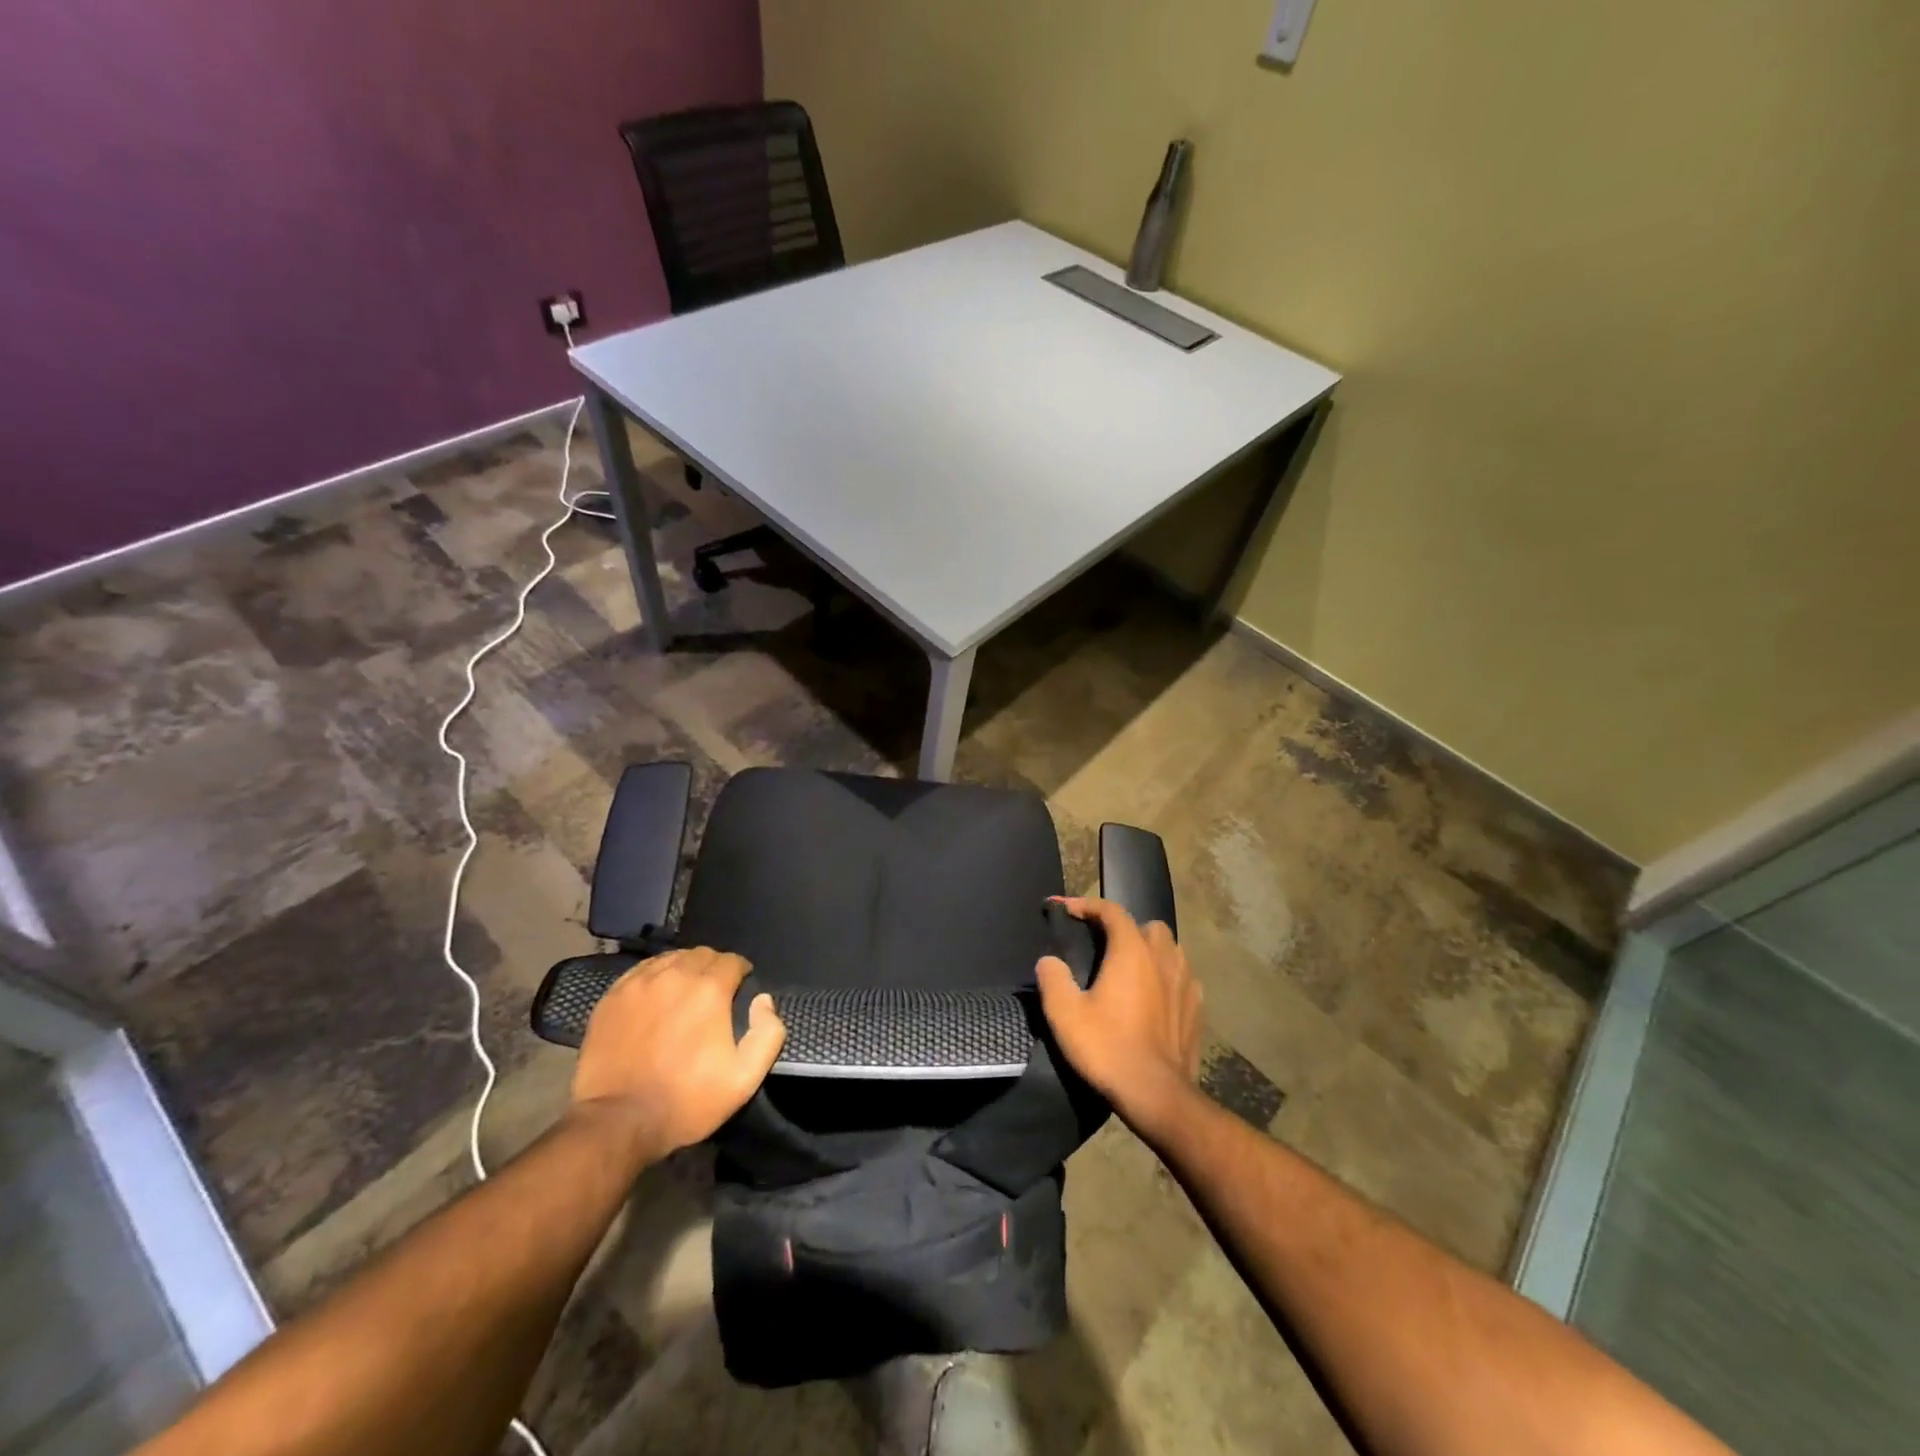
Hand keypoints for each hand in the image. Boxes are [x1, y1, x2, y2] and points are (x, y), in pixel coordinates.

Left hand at [570, 947, 784, 1163]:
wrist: (617, 1123)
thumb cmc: (686, 1101)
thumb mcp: (743, 1079)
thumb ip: (768, 1034)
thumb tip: (764, 1000)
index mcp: (709, 990)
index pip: (732, 961)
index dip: (741, 973)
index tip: (740, 990)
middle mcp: (675, 975)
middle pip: (702, 955)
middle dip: (714, 968)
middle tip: (714, 994)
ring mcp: (638, 984)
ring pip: (671, 959)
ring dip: (684, 969)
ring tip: (684, 993)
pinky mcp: (612, 997)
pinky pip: (641, 971)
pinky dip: (655, 976)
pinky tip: (656, 996)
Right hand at [1034, 897, 1200, 1129]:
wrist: (1156, 1094)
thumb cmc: (1107, 1047)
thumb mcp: (1065, 1013)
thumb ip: (1053, 978)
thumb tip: (1049, 961)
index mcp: (1131, 951)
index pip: (1112, 911)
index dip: (1088, 905)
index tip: (1067, 910)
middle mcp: (1164, 957)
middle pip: (1147, 926)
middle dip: (1126, 928)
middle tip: (1104, 946)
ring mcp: (1186, 982)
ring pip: (1170, 950)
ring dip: (1150, 951)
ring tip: (1131, 970)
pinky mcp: (1198, 1008)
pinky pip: (1183, 977)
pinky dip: (1167, 977)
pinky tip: (1155, 996)